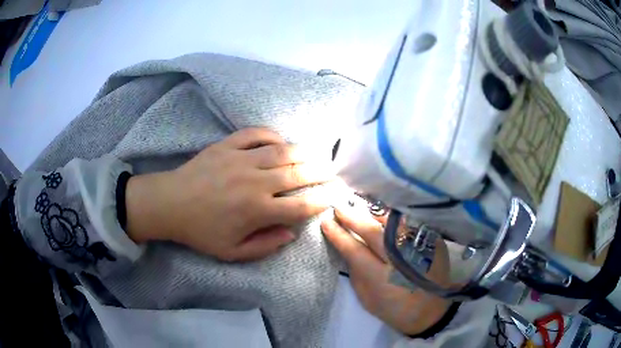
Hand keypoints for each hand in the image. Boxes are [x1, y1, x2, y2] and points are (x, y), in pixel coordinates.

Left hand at [126, 128, 333, 260]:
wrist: (170, 204)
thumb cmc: (200, 231)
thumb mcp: (231, 252)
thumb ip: (265, 245)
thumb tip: (291, 232)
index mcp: (256, 211)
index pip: (299, 206)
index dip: (320, 201)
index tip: (331, 197)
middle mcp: (254, 183)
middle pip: (297, 175)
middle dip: (320, 173)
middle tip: (332, 172)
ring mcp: (240, 160)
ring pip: (281, 152)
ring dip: (303, 152)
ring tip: (317, 154)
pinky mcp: (226, 146)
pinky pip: (255, 134)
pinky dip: (272, 135)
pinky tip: (280, 141)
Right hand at [321, 201, 451, 335]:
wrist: (431, 310)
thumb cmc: (394, 309)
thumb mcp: (367, 299)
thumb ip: (356, 272)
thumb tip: (346, 246)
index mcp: (383, 279)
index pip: (356, 250)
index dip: (339, 235)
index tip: (326, 221)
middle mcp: (403, 259)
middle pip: (374, 232)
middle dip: (353, 217)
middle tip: (338, 207)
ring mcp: (420, 247)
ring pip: (393, 222)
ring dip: (373, 212)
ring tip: (358, 203)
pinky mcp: (432, 241)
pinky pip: (408, 223)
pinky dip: (393, 217)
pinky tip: (382, 213)